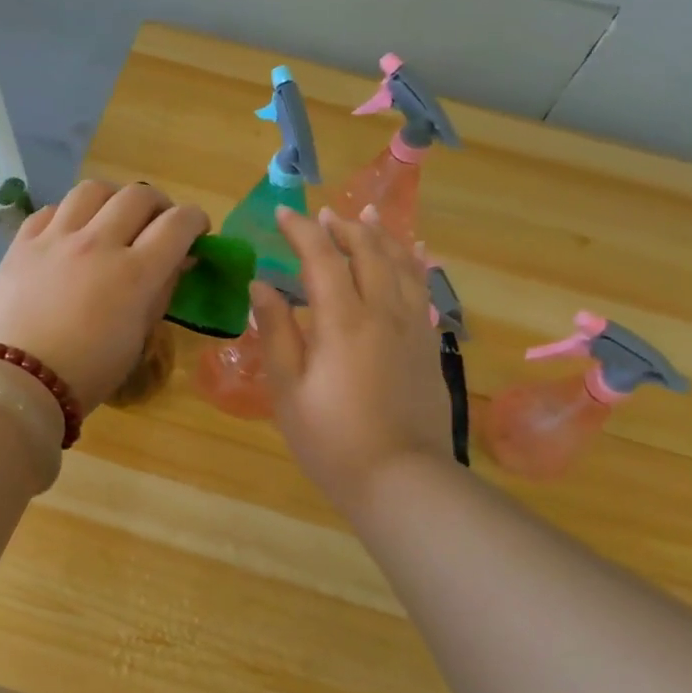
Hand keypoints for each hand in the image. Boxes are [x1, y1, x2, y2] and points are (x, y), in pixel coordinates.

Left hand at [0, 180, 208, 409]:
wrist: (18, 381)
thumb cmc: (88, 372)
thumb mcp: (138, 337)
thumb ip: (161, 292)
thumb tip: (176, 262)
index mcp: (135, 273)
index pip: (178, 223)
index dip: (195, 221)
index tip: (196, 232)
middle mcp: (97, 243)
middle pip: (138, 194)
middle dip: (159, 205)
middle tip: (157, 225)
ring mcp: (56, 239)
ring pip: (93, 189)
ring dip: (113, 199)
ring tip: (112, 219)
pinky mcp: (22, 243)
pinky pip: (51, 209)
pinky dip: (70, 214)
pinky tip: (71, 233)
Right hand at [250, 205, 453, 508]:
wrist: (401, 478)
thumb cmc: (331, 439)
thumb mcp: (288, 390)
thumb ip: (276, 332)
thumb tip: (261, 286)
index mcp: (343, 321)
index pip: (321, 258)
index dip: (302, 231)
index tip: (284, 214)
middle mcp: (383, 312)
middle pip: (367, 252)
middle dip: (343, 227)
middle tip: (323, 215)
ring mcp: (413, 326)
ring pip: (401, 264)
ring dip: (381, 235)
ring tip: (368, 216)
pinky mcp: (430, 344)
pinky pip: (424, 288)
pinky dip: (413, 263)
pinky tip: (413, 255)